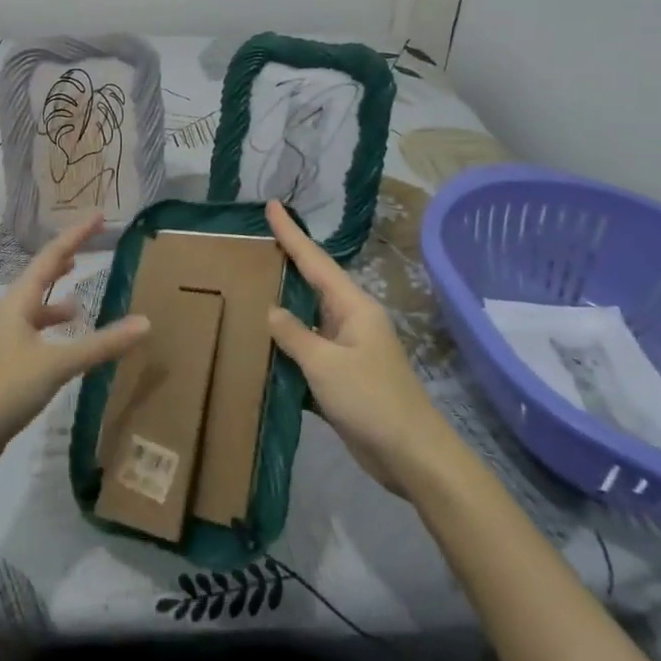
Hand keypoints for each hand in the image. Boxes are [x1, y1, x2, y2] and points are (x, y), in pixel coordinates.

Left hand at [0, 213, 150, 470]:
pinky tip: (68, 341)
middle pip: (40, 276)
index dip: (75, 235)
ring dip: (58, 296)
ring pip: (37, 306)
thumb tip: (145, 322)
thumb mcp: (57, 363)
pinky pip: (38, 332)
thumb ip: (101, 344)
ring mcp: (9, 339)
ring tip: (81, 294)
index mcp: (19, 302)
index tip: (97, 216)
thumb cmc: (6, 387)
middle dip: (65, 259)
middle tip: (89, 244)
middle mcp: (12, 313)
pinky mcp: (10, 363)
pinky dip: (55, 328)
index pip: (50, 257)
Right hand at [265, 200, 456, 491]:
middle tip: (255, 241)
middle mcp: (351, 320)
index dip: (291, 233)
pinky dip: (286, 344)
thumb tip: (272, 310)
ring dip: (283, 304)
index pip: (315, 261)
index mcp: (353, 307)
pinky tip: (262, 343)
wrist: (410, 454)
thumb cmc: (370, 399)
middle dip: (287, 262)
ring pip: (307, 317)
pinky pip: (307, 349)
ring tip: (250, 285)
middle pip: (312, 283)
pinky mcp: (342, 376)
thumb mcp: (325, 363)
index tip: (272, 205)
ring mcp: (347, 349)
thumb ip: (294, 334)